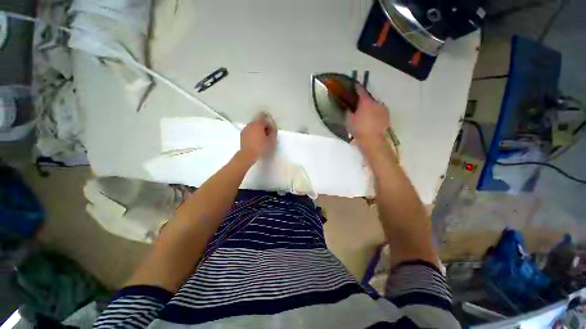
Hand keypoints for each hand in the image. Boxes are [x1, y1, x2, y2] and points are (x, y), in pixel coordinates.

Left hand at [239, 112, 276, 161]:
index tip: (272, 134)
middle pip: (259, 123)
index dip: (271, 127)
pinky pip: (250, 132)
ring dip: (258, 132)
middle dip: (264, 129)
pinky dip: (253, 135)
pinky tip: (256, 142)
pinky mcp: (242, 135)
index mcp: (258, 123)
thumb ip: (273, 133)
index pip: (266, 121)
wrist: (247, 154)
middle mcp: (251, 124)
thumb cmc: (261, 147)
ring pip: (254, 128)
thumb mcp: (271, 141)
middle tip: (268, 137)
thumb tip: (272, 130)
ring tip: (262, 140)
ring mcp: (245, 129)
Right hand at [348, 85, 389, 148]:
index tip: (354, 85)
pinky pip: (379, 112)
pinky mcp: (387, 117)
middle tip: (357, 106)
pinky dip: (374, 113)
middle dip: (363, 101)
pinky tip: (370, 120)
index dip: (357, 88)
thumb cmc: (359, 129)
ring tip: (364, 115)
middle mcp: (377, 103)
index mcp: (366, 102)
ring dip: (370, 108)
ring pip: (374, 106)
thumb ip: (348, 112)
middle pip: (369, 99)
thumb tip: (348, 107)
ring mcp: (383, 110)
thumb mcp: (349, 120)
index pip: (361, 91)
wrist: (373, 141)